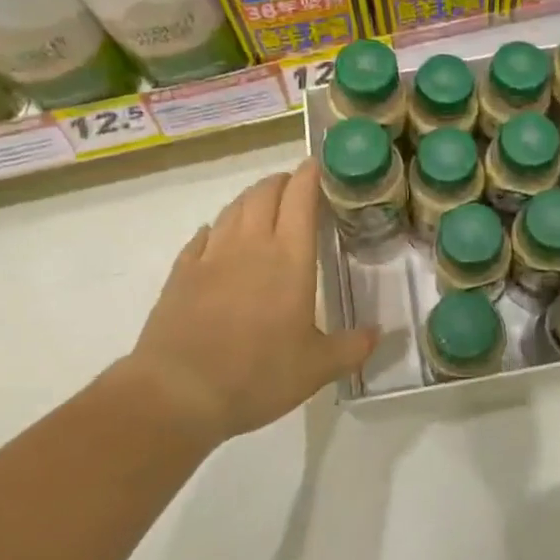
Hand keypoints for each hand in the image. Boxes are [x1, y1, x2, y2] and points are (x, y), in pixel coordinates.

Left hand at [123, 161, 376, 443]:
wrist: (178, 393)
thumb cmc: (257, 375)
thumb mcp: (316, 368)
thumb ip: (352, 347)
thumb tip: (380, 333)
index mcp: (290, 257)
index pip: (301, 197)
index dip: (310, 175)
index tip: (318, 166)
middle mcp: (251, 244)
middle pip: (265, 193)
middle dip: (281, 181)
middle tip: (294, 186)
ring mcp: (212, 255)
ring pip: (234, 208)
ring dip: (251, 198)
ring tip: (262, 204)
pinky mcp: (182, 272)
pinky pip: (203, 235)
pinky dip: (217, 227)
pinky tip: (218, 236)